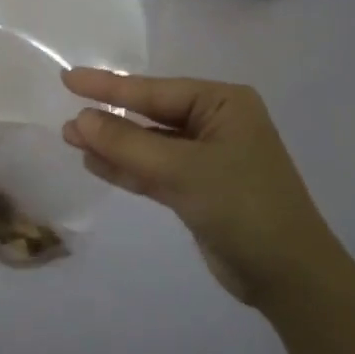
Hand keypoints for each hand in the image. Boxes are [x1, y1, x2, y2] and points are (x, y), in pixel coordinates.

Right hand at [60, 69, 337, 307]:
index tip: (68, 79)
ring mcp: (208, 158)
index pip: (154, 90)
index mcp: (223, 104)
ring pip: (149, 145)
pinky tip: (95, 164)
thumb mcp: (182, 171)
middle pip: (150, 115)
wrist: (288, 275)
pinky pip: (155, 170)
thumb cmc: (242, 206)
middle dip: (110, 118)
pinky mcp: (199, 189)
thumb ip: (128, 144)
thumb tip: (81, 120)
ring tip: (71, 139)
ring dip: (113, 145)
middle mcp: (216, 123)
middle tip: (66, 120)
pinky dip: (127, 168)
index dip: (108, 86)